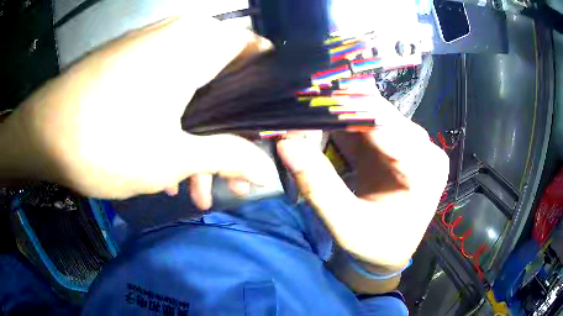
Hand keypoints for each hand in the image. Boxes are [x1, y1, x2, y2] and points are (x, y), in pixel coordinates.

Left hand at [2, 16, 277, 206]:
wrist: (42, 133)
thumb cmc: (103, 142)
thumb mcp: (171, 157)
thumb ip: (226, 156)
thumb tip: (266, 169)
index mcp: (197, 43)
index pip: (257, 53)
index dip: (268, 92)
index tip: (268, 129)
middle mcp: (179, 34)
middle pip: (225, 77)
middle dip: (229, 128)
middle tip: (231, 174)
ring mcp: (152, 46)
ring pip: (193, 88)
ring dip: (197, 136)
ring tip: (193, 185)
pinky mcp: (131, 62)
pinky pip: (166, 87)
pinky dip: (171, 124)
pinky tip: (162, 166)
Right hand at [278, 94, 449, 269]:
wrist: (388, 253)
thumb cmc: (374, 247)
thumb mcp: (346, 226)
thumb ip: (319, 186)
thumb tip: (287, 143)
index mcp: (425, 169)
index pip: (386, 125)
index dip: (345, 110)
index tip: (307, 103)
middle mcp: (424, 148)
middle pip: (379, 112)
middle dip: (338, 107)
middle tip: (300, 103)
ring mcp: (411, 143)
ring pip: (371, 112)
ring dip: (337, 111)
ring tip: (305, 109)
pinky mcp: (396, 144)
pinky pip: (366, 123)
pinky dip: (341, 121)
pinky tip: (320, 120)